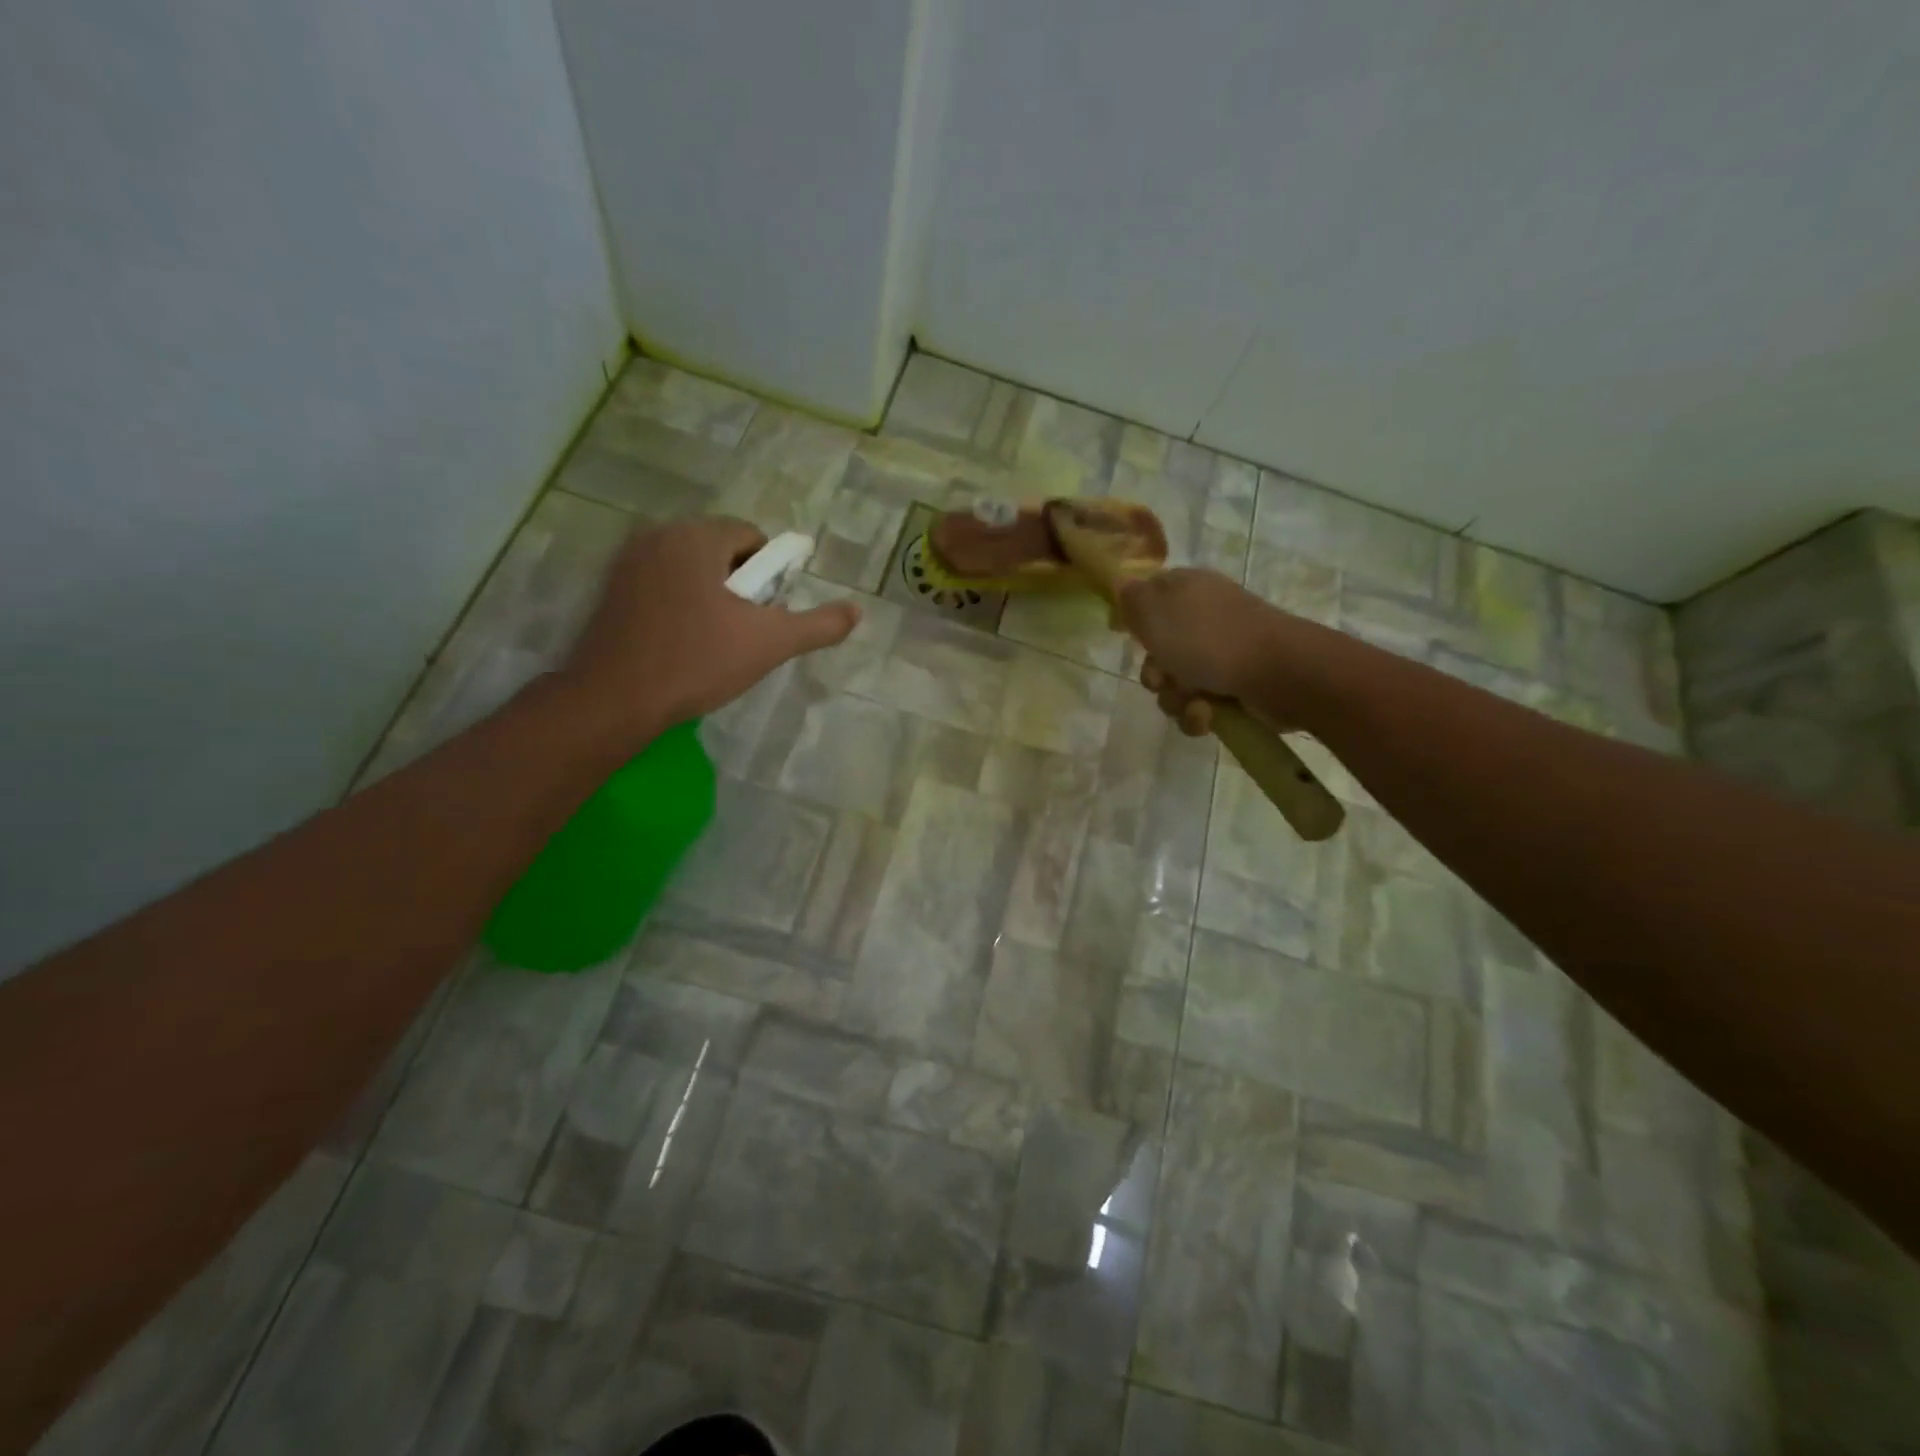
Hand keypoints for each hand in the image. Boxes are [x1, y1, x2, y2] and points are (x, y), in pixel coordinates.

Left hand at [560, 517, 858, 741]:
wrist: (616, 699)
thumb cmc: (697, 661)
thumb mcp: (770, 644)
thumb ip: (819, 624)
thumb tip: (856, 612)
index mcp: (697, 537)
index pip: (751, 537)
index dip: (769, 574)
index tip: (766, 613)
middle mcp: (658, 536)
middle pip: (719, 550)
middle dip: (739, 585)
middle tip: (743, 630)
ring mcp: (627, 562)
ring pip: (689, 568)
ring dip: (709, 594)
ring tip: (713, 641)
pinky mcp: (609, 590)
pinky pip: (660, 585)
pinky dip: (678, 604)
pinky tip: (680, 643)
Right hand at [1117, 568, 1286, 735]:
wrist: (1279, 674)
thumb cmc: (1210, 639)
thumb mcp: (1156, 611)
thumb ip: (1131, 599)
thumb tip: (1120, 584)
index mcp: (1185, 591)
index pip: (1147, 598)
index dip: (1133, 620)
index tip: (1123, 635)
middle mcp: (1202, 619)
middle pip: (1156, 651)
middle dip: (1154, 673)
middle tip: (1164, 677)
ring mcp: (1220, 654)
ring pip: (1174, 684)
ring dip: (1176, 699)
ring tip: (1195, 701)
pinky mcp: (1234, 686)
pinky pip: (1198, 706)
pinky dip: (1198, 715)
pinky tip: (1209, 715)